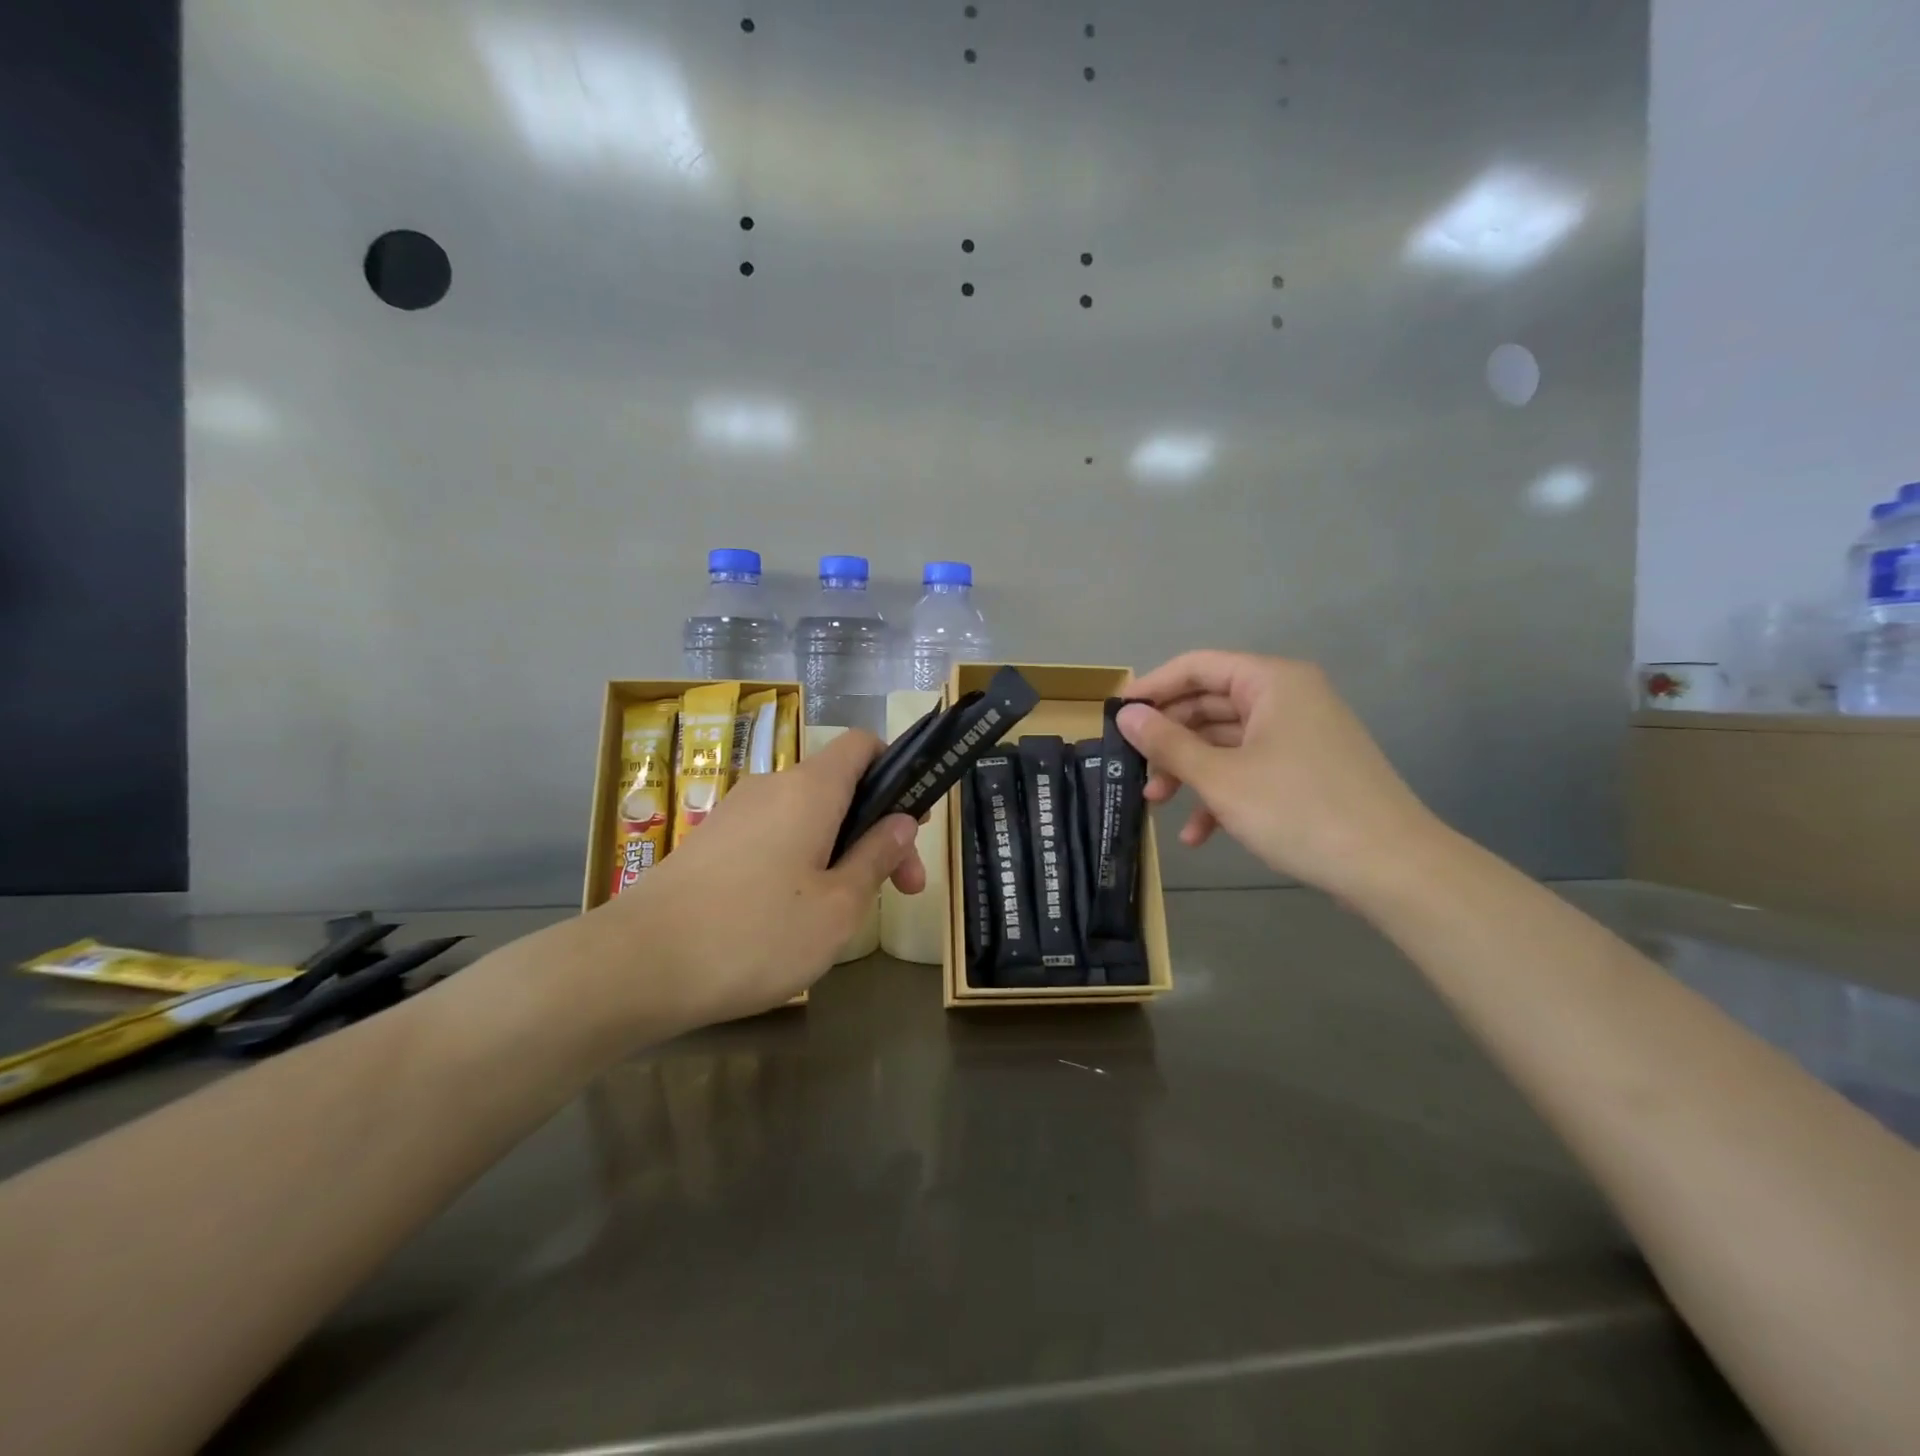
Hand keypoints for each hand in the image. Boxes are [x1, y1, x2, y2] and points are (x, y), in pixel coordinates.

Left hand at [588, 730, 923, 1030]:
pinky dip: (801, 861)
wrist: (636, 966)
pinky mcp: (709, 843)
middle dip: (878, 829)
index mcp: (810, 788)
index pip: (863, 744)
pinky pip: (773, 836)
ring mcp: (735, 814)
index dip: (898, 771)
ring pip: (807, 816)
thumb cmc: (756, 934)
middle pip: (841, 787)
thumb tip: (902, 821)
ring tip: (846, 910)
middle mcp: (771, 787)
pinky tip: (794, 915)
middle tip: (902, 890)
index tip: (913, 824)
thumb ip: (877, 856)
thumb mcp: (838, 906)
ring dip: (841, 850)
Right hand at [1118, 651, 1444, 901]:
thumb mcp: (1221, 778)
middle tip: (1133, 768)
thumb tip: (1125, 714)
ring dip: (1190, 771)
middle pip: (1209, 705)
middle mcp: (1287, 698)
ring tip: (1156, 804)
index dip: (1152, 689)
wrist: (1392, 868)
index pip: (1197, 667)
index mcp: (1271, 682)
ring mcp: (1300, 736)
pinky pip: (1251, 769)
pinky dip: (1222, 794)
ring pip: (1227, 741)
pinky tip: (1198, 834)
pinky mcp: (1307, 771)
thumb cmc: (1299, 810)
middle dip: (1169, 740)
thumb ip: (1168, 743)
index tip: (1115, 716)